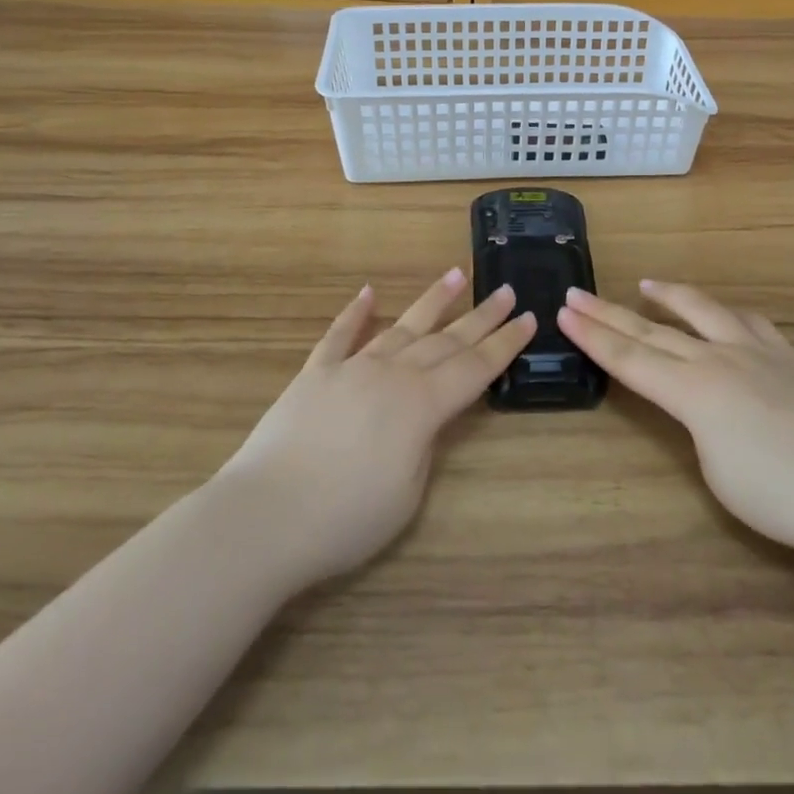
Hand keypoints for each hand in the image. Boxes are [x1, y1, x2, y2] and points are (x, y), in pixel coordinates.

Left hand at [213, 269, 535, 590]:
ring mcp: (352, 367)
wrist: (265, 516)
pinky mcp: (315, 373)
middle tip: (506, 291)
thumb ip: (424, 445)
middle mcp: (393, 374)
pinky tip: (368, 293)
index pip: (475, 367)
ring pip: (402, 327)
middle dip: (481, 316)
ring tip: (456, 274)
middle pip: (446, 340)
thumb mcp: (408, 494)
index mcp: (422, 405)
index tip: (529, 318)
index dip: (505, 344)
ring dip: (432, 301)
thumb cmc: (345, 519)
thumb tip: (425, 418)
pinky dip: (354, 313)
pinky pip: (340, 336)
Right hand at [558, 281, 793, 562]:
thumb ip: (700, 431)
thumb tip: (705, 410)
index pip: (630, 360)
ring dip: (669, 297)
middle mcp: (718, 360)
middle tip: (577, 293)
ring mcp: (756, 352)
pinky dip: (725, 314)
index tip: (564, 313)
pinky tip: (723, 314)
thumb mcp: (719, 474)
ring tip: (646, 285)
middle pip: (653, 331)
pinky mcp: (788, 357)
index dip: (593, 338)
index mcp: (694, 392)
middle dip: (609, 313)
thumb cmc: (784, 497)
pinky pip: (749, 323)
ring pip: (702, 311)